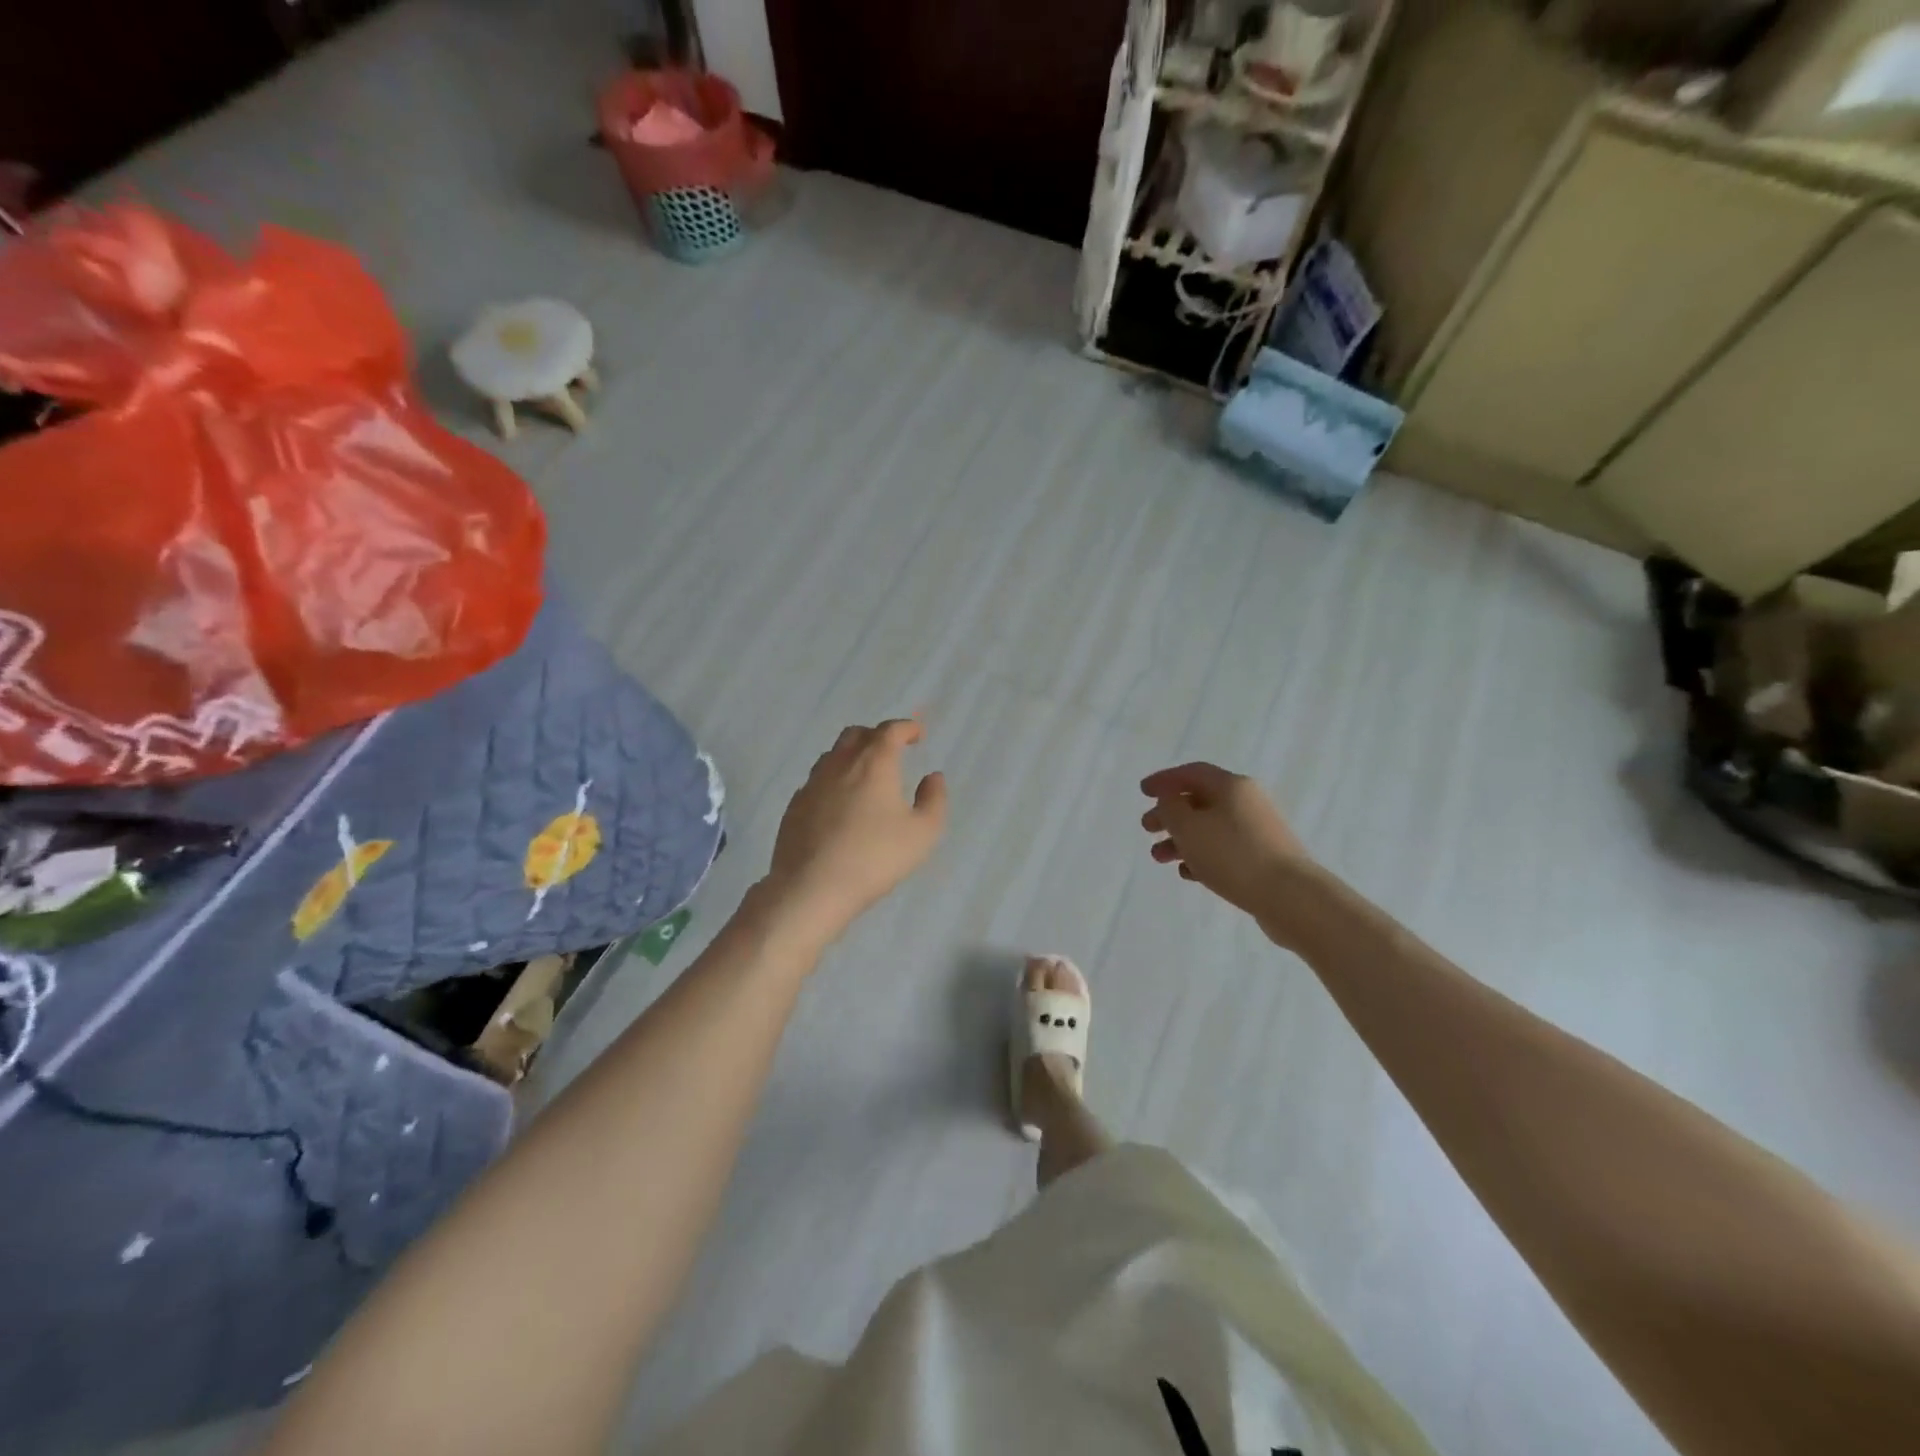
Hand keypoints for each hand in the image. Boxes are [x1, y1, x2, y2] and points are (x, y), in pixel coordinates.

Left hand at [762, 720, 947, 945]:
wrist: (812, 888)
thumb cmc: (875, 858)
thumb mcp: (922, 833)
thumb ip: (934, 800)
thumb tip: (933, 777)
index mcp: (874, 763)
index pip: (890, 730)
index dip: (906, 727)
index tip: (917, 734)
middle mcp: (840, 764)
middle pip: (857, 735)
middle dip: (877, 736)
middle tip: (892, 752)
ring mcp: (812, 784)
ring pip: (832, 755)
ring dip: (852, 756)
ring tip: (865, 776)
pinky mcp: (794, 806)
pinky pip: (816, 781)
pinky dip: (832, 781)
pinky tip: (839, 804)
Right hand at [1140, 763, 1316, 944]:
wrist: (1291, 897)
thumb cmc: (1233, 855)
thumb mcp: (1189, 827)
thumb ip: (1171, 808)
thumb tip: (1170, 800)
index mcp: (1232, 786)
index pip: (1192, 773)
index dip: (1164, 780)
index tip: (1142, 791)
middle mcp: (1248, 801)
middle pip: (1200, 801)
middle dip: (1170, 814)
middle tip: (1147, 828)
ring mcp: (1259, 830)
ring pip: (1211, 828)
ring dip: (1182, 839)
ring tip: (1160, 858)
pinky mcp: (1264, 857)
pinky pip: (1225, 849)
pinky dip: (1203, 856)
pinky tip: (1188, 873)